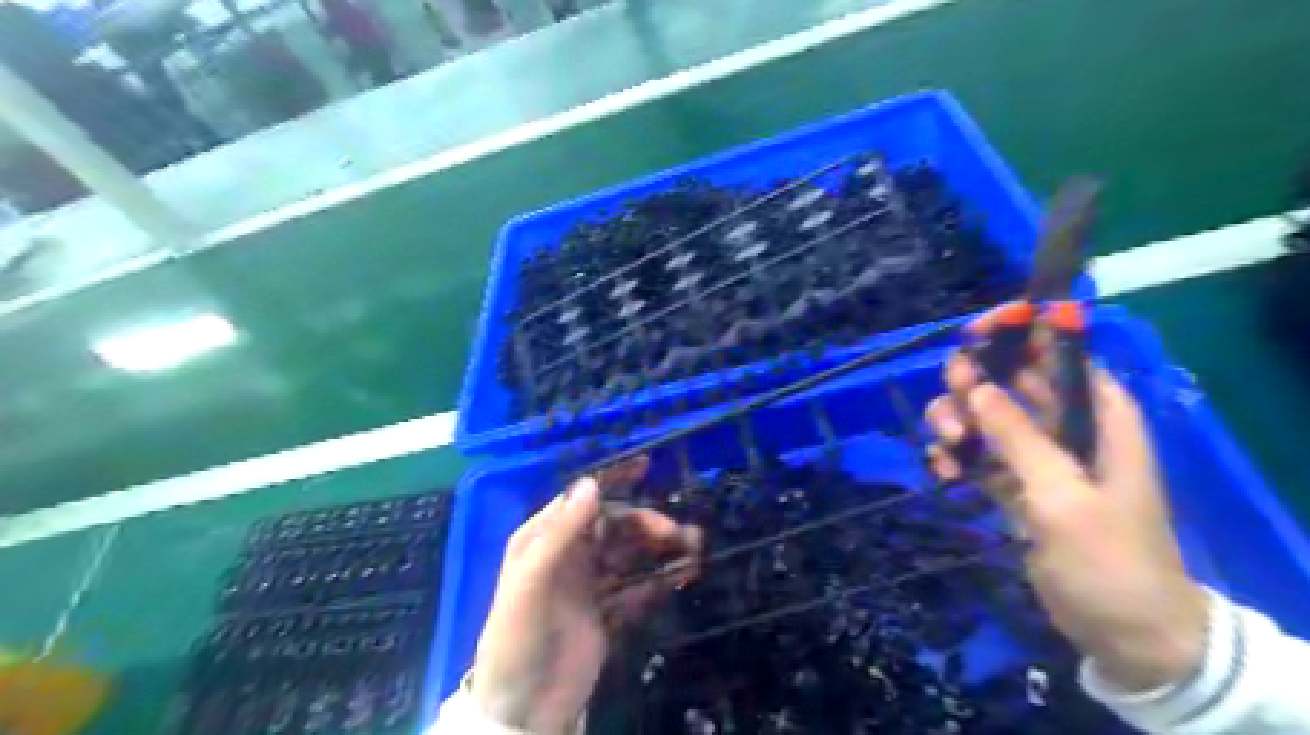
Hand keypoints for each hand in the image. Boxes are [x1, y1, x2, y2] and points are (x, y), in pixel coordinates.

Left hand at [474, 455, 706, 731]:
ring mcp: (590, 583)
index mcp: (544, 538)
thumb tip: (592, 483)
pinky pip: (639, 587)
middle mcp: (569, 554)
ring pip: (632, 555)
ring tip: (695, 549)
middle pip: (616, 527)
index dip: (613, 481)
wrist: (524, 709)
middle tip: (678, 531)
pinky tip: (685, 575)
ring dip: (662, 549)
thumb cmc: (518, 636)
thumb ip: (562, 532)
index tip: (647, 465)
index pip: (583, 499)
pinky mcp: (607, 612)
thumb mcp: (531, 582)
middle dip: (647, 524)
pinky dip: (662, 579)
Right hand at [921, 334, 1205, 694]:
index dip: (1021, 333)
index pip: (1061, 354)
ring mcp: (1038, 458)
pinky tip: (943, 473)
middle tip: (951, 407)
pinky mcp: (1015, 487)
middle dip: (974, 385)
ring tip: (946, 447)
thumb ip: (1017, 436)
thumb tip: (976, 385)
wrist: (1123, 633)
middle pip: (1012, 381)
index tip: (973, 334)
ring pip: (985, 417)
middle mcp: (1069, 428)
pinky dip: (955, 458)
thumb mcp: (1061, 495)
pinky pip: (976, 455)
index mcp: (1101, 417)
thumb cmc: (1108, 558)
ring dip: (957, 423)